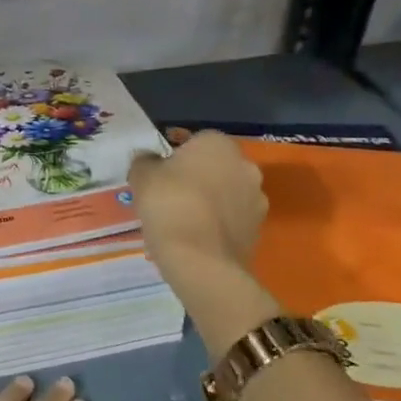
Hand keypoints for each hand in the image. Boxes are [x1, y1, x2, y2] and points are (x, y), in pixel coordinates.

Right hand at [129, 130, 267, 273]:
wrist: (201, 260)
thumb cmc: (170, 204)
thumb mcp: (142, 176)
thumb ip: (144, 161)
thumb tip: (148, 159)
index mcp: (219, 144)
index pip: (195, 140)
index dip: (175, 156)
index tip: (158, 173)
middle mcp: (245, 166)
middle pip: (215, 166)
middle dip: (196, 177)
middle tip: (169, 195)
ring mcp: (257, 200)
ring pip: (226, 194)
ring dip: (210, 201)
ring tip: (182, 220)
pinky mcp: (258, 231)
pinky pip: (232, 220)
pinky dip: (217, 225)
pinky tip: (196, 238)